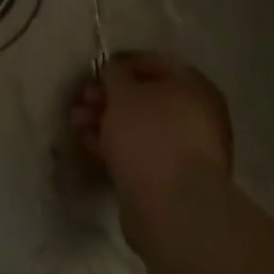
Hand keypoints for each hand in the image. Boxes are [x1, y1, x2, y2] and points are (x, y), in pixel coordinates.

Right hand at [71, 52, 233, 253]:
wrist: (172, 210)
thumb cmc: (150, 135)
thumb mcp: (124, 91)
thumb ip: (115, 74)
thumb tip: (115, 73)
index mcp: (194, 86)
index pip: (155, 63)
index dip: (122, 65)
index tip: (97, 72)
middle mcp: (197, 116)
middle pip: (145, 99)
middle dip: (109, 98)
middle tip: (82, 100)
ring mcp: (186, 152)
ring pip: (140, 128)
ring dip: (107, 122)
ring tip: (76, 124)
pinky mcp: (172, 183)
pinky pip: (141, 154)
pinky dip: (116, 147)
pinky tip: (89, 145)